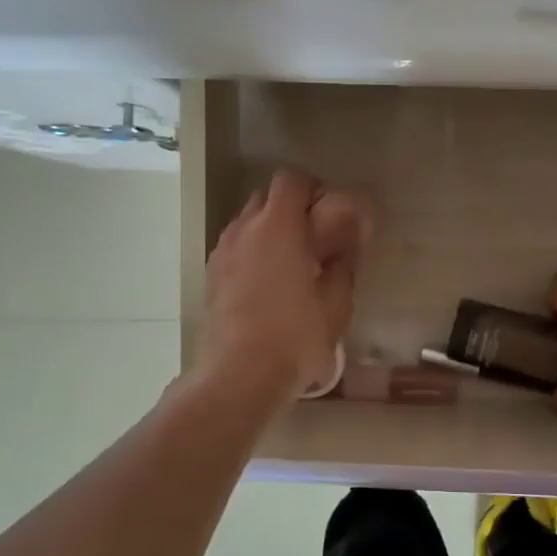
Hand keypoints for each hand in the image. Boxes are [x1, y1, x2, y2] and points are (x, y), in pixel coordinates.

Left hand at [195, 171, 368, 405]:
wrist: (238, 375)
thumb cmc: (294, 336)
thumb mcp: (335, 304)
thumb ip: (343, 268)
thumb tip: (345, 252)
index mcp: (278, 227)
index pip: (291, 181)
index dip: (312, 188)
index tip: (329, 210)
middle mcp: (244, 229)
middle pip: (266, 197)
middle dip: (291, 208)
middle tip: (314, 236)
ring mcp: (222, 253)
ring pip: (247, 222)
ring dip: (269, 230)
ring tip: (290, 263)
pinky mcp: (211, 277)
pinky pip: (235, 248)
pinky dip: (252, 252)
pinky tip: (268, 284)